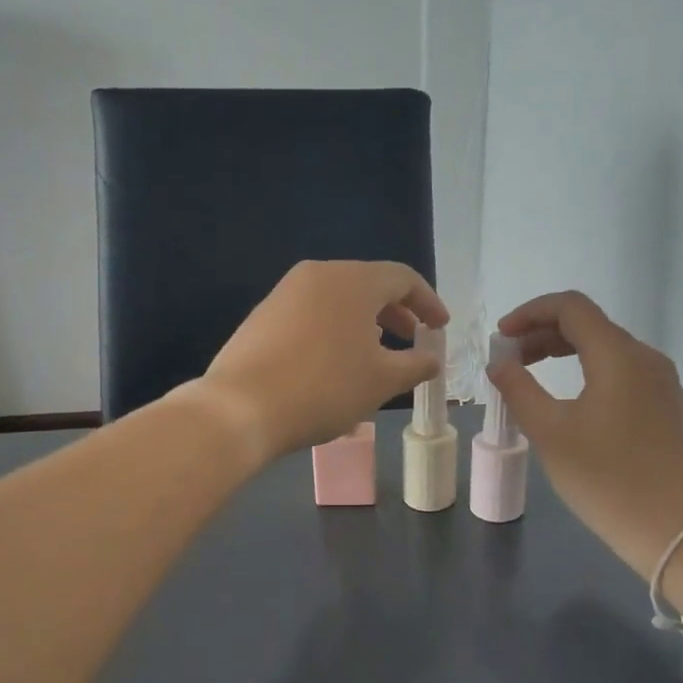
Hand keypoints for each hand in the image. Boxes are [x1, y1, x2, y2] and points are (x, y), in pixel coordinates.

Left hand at [195, 260, 448, 458]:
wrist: (241, 408)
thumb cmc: (324, 389)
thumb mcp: (382, 381)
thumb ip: (415, 365)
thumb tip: (432, 359)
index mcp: (353, 281)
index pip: (403, 279)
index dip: (428, 302)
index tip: (441, 328)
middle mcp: (318, 275)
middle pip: (368, 284)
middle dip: (396, 312)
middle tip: (411, 339)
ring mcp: (285, 292)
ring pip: (338, 299)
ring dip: (364, 322)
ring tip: (376, 353)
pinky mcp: (263, 315)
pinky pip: (312, 314)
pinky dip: (335, 330)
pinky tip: (334, 362)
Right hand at [489, 291, 682, 576]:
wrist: (675, 529)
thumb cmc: (605, 479)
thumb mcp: (550, 433)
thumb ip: (519, 389)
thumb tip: (500, 363)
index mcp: (618, 355)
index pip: (571, 307)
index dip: (530, 312)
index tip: (501, 337)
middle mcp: (646, 358)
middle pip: (590, 325)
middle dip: (543, 334)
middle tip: (510, 360)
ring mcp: (663, 383)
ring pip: (607, 350)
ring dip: (565, 353)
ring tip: (533, 378)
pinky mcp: (669, 407)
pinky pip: (623, 373)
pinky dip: (589, 373)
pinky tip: (572, 403)